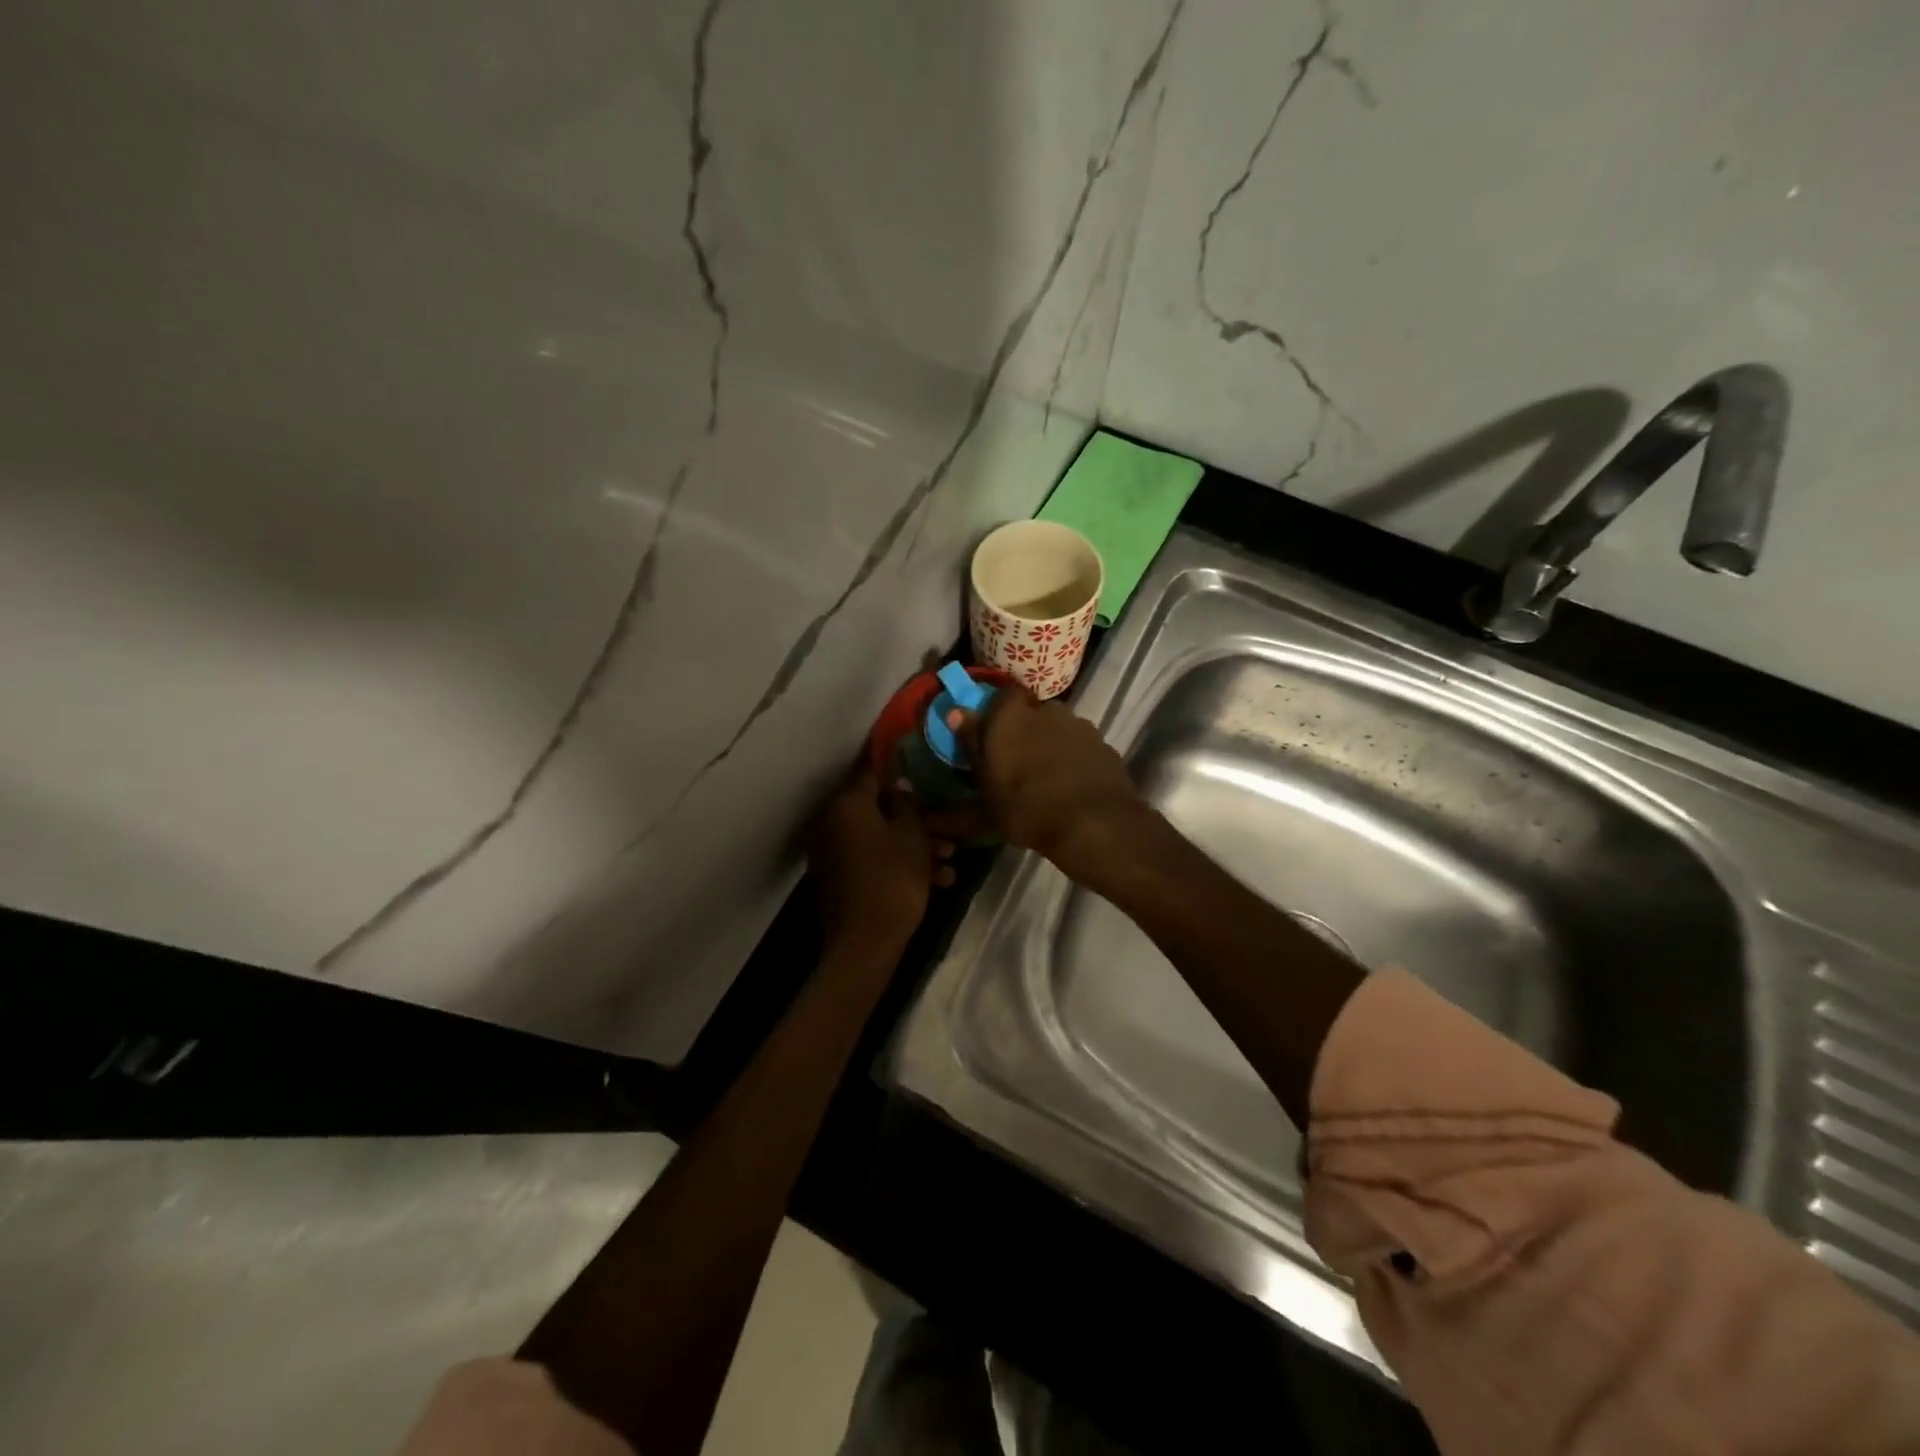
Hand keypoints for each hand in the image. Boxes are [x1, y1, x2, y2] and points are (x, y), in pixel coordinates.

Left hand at [808, 764, 953, 952]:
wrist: (865, 943)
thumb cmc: (893, 879)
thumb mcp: (912, 835)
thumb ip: (908, 802)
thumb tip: (900, 786)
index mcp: (847, 804)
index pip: (871, 769)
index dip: (897, 763)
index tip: (919, 758)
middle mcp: (833, 822)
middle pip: (879, 806)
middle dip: (916, 815)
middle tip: (947, 825)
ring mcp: (835, 852)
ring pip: (881, 835)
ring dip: (915, 843)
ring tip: (949, 858)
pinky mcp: (842, 877)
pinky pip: (874, 858)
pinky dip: (900, 863)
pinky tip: (938, 880)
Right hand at [946, 689, 1145, 874]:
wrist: (1093, 824)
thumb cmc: (1025, 808)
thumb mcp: (985, 790)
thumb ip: (969, 746)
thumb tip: (953, 713)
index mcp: (1010, 715)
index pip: (1001, 697)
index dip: (997, 715)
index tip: (991, 738)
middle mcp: (1046, 710)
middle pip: (1031, 714)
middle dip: (1024, 732)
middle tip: (1017, 763)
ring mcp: (1080, 726)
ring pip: (1058, 730)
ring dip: (1051, 746)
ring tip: (1045, 779)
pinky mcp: (1104, 746)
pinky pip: (1080, 748)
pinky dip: (1074, 760)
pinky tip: (1070, 787)